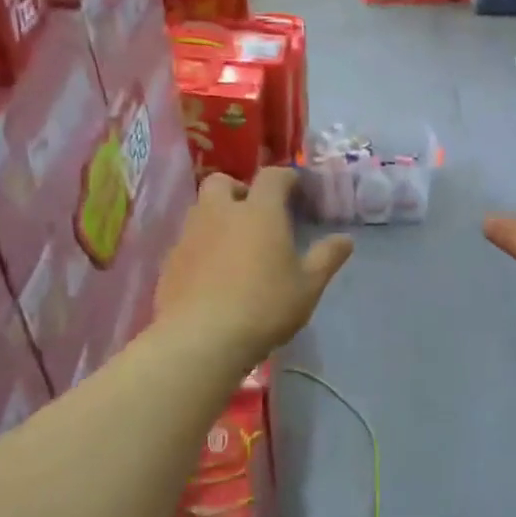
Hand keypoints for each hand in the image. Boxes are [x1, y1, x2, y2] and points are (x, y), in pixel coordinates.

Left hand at [157, 169, 353, 363]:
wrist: (201, 339)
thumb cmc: (265, 307)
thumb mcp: (308, 286)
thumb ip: (326, 258)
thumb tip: (345, 239)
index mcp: (259, 212)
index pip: (272, 177)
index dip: (286, 178)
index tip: (296, 189)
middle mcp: (220, 213)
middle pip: (222, 182)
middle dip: (239, 189)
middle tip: (255, 213)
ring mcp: (190, 236)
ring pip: (201, 210)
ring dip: (218, 217)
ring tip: (235, 245)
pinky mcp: (170, 261)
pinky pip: (188, 241)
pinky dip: (202, 246)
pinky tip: (213, 274)